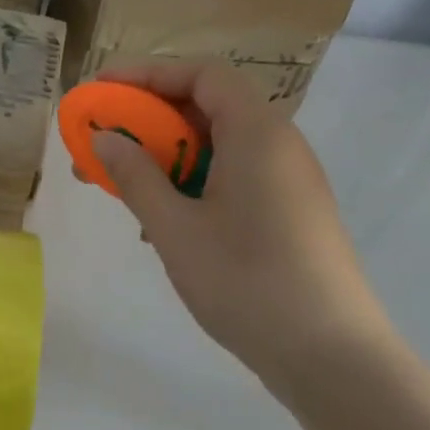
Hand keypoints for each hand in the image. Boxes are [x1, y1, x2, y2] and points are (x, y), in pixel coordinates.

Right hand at [90, 59, 395, 389]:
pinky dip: (190, 182)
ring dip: (164, 155)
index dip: (147, 74)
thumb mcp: (175, 227)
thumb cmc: (246, 281)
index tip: (101, 91)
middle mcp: (278, 145)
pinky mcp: (288, 212)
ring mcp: (287, 180)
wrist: (330, 356)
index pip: (202, 74)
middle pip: (207, 107)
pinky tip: (163, 222)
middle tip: (100, 141)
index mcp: (257, 134)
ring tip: (121, 185)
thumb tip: (103, 138)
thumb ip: (135, 176)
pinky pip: (231, 176)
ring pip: (216, 146)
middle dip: (147, 119)